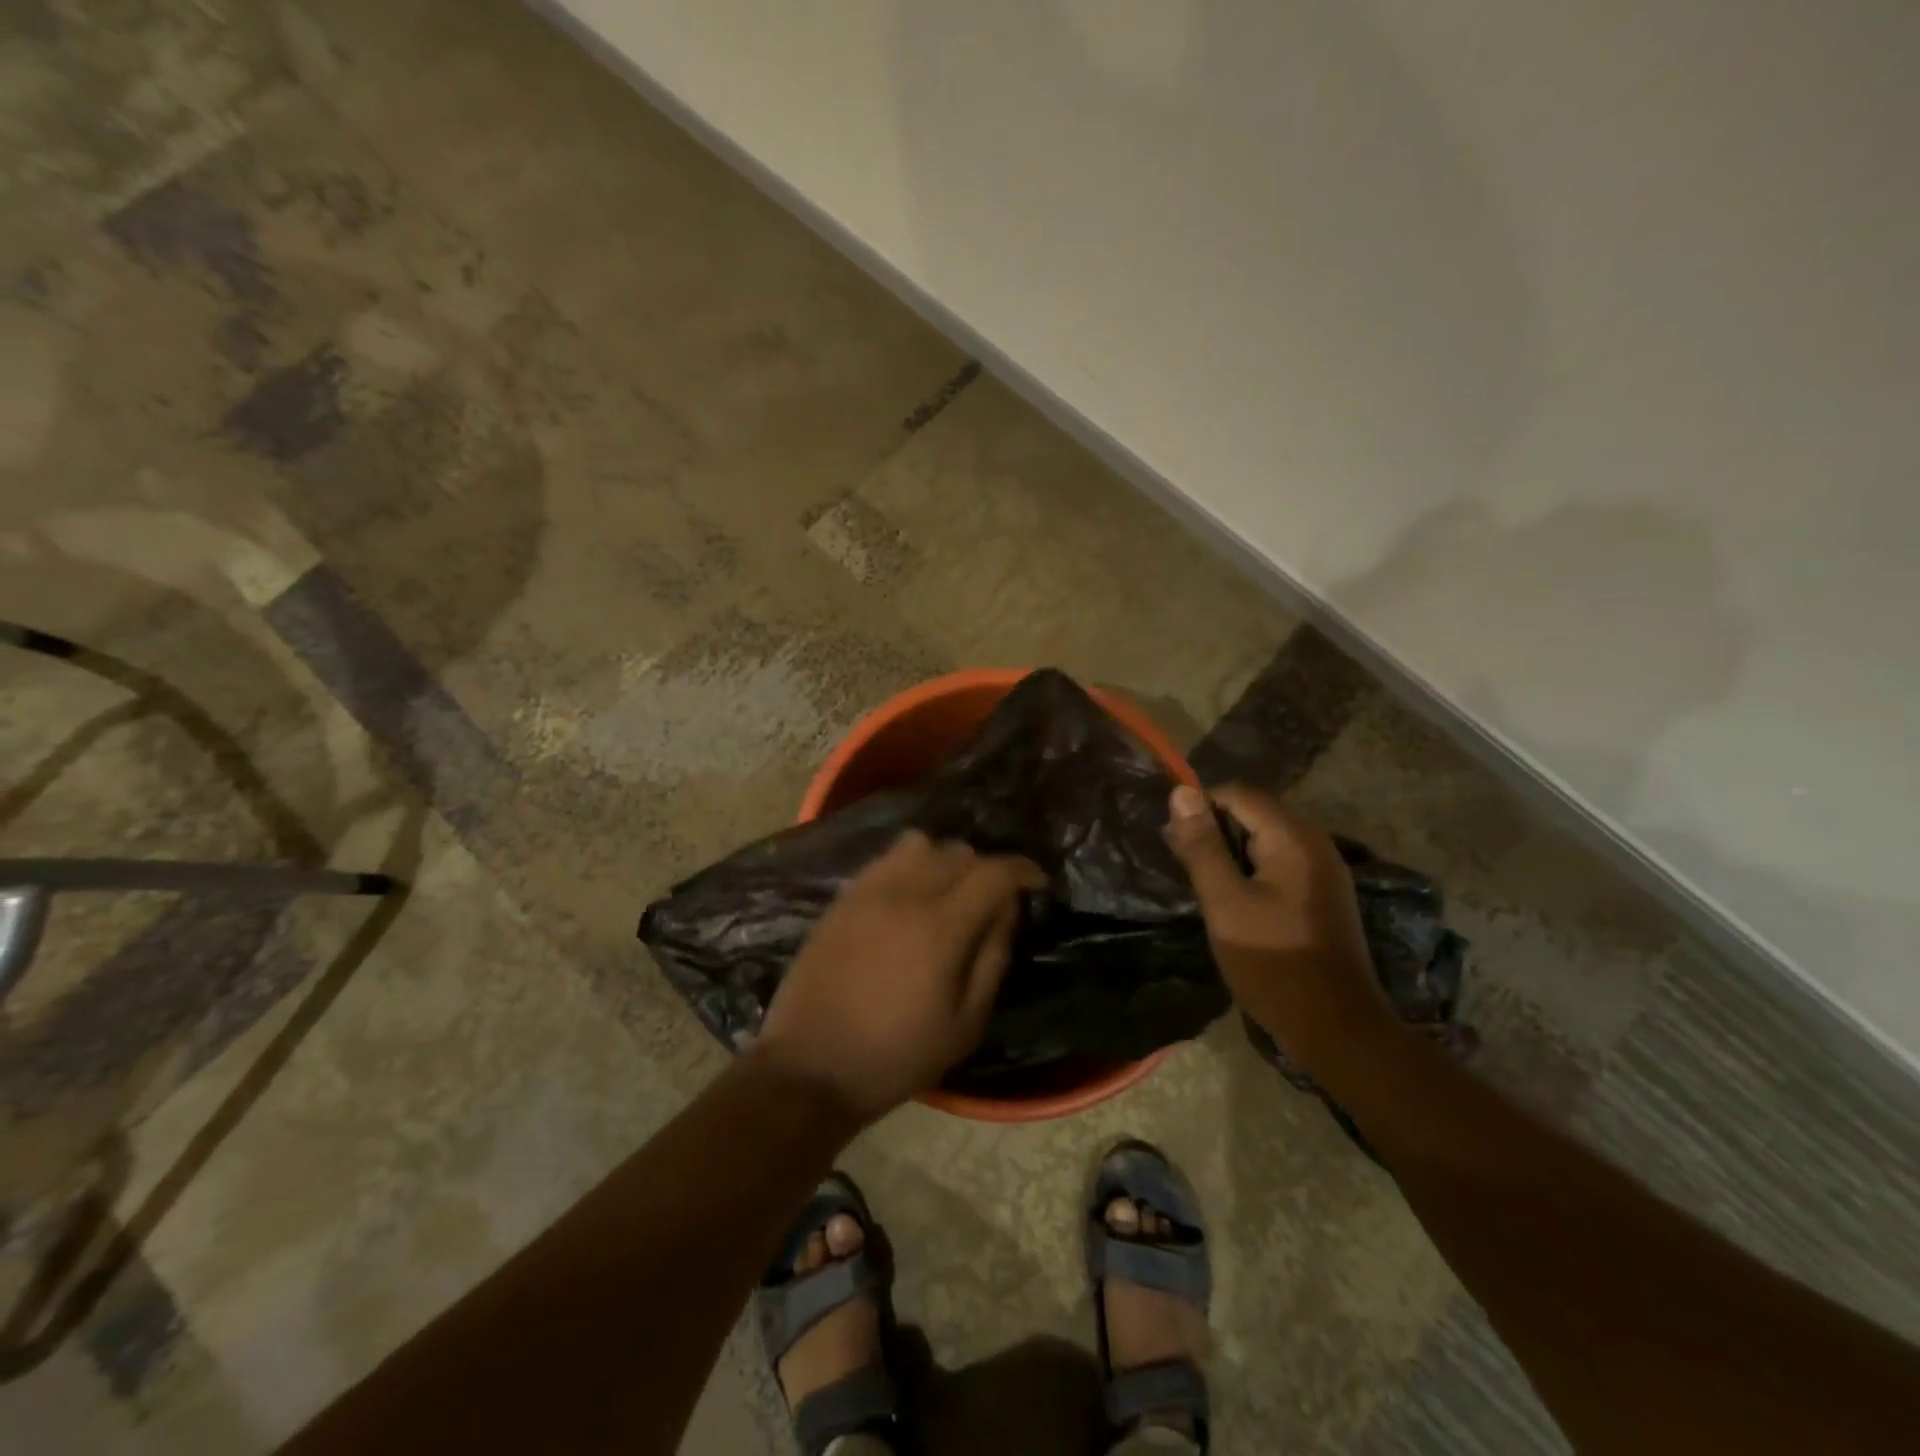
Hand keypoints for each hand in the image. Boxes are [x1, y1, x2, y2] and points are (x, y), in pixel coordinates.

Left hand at [752, 831, 1045, 1124]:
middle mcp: (905, 894)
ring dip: (943, 860)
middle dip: (985, 869)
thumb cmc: (897, 1056)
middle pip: (959, 850)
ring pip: (920, 844)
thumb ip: (994, 957)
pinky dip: (908, 866)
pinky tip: (907, 898)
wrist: (809, 1066)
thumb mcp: (966, 1024)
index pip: (993, 872)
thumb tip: (1008, 909)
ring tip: (946, 893)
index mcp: (941, 928)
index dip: (1022, 870)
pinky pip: (885, 860)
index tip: (1035, 883)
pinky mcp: (842, 898)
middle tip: (989, 900)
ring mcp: (868, 891)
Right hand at [1163, 783, 1390, 1054]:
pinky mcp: (1324, 893)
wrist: (1336, 1027)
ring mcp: (1324, 869)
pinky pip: (1280, 862)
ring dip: (1231, 851)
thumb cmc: (1272, 962)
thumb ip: (1201, 845)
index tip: (1173, 840)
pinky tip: (1235, 899)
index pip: (1238, 794)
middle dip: (1215, 829)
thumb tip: (1180, 791)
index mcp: (1293, 837)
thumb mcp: (1225, 901)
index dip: (1200, 807)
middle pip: (1254, 812)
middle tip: (1183, 863)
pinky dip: (1252, 869)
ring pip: (1266, 838)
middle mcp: (1315, 842)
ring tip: (1203, 882)